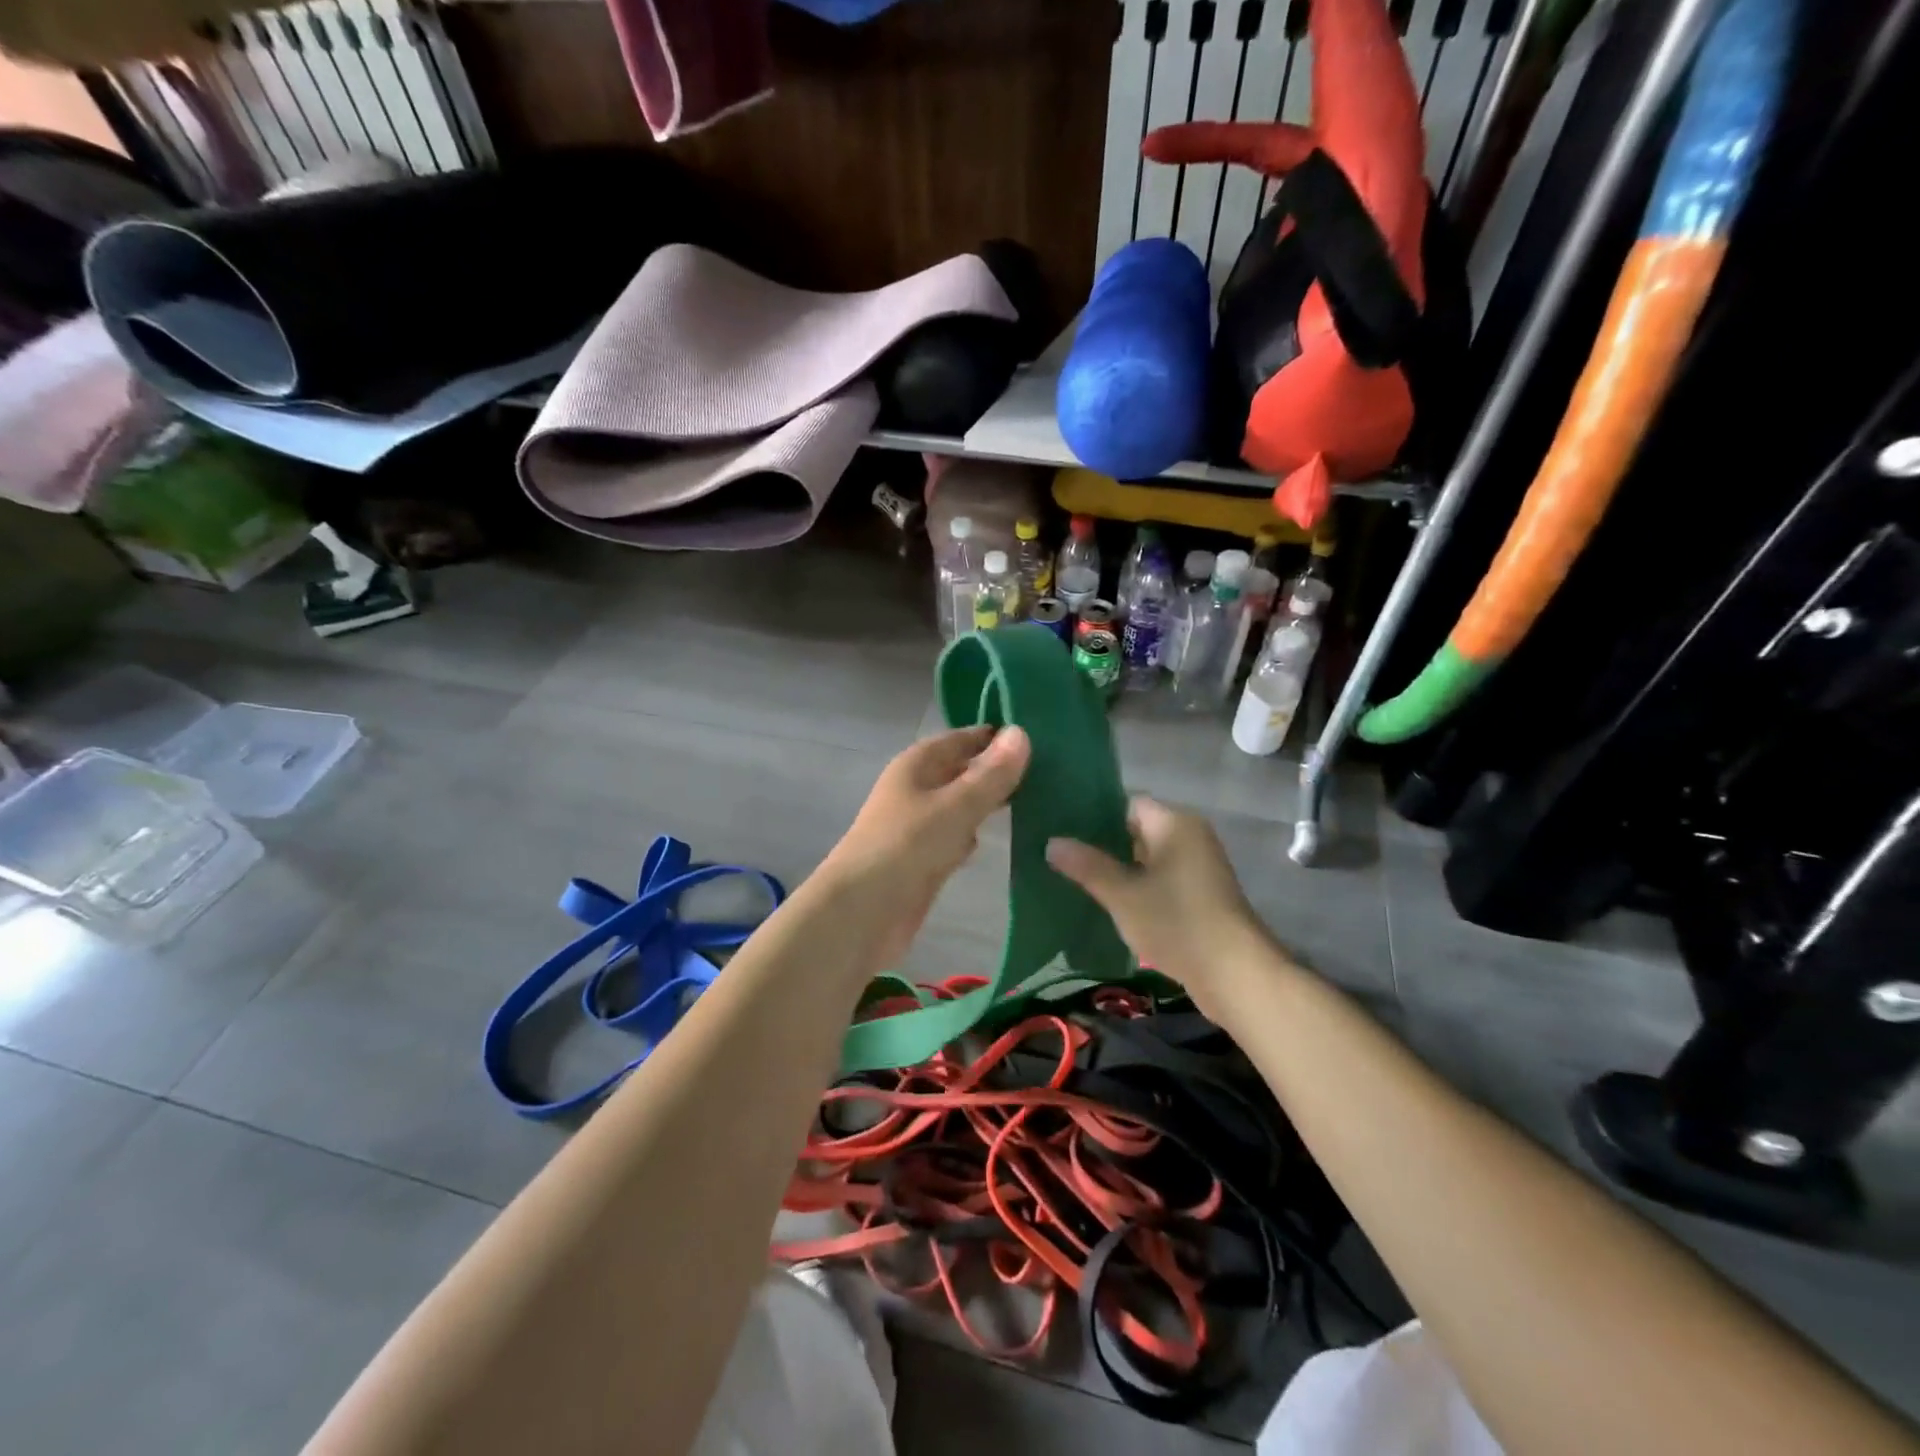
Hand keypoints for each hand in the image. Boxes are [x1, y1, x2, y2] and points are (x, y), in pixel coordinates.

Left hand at [820, 725, 1030, 973]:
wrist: (861, 913)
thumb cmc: (906, 848)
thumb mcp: (955, 806)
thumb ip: (990, 775)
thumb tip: (1022, 732)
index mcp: (917, 764)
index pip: (963, 738)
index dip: (997, 736)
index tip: (1042, 737)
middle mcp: (917, 788)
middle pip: (963, 771)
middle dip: (998, 771)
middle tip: (1052, 771)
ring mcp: (919, 825)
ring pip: (962, 804)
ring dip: (991, 803)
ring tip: (1042, 799)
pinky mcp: (925, 858)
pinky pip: (957, 836)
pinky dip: (977, 834)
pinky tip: (1007, 838)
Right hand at [1046, 797, 1274, 1016]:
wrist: (1235, 974)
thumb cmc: (1177, 922)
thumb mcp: (1123, 895)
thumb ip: (1087, 866)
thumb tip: (1052, 842)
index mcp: (1174, 823)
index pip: (1126, 803)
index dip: (1093, 815)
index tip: (1062, 829)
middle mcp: (1190, 835)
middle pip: (1137, 829)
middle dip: (1101, 844)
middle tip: (1062, 855)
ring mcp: (1198, 866)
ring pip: (1147, 857)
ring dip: (1119, 868)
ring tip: (1076, 879)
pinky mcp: (1201, 894)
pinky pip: (1161, 878)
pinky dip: (1138, 887)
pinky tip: (1109, 902)